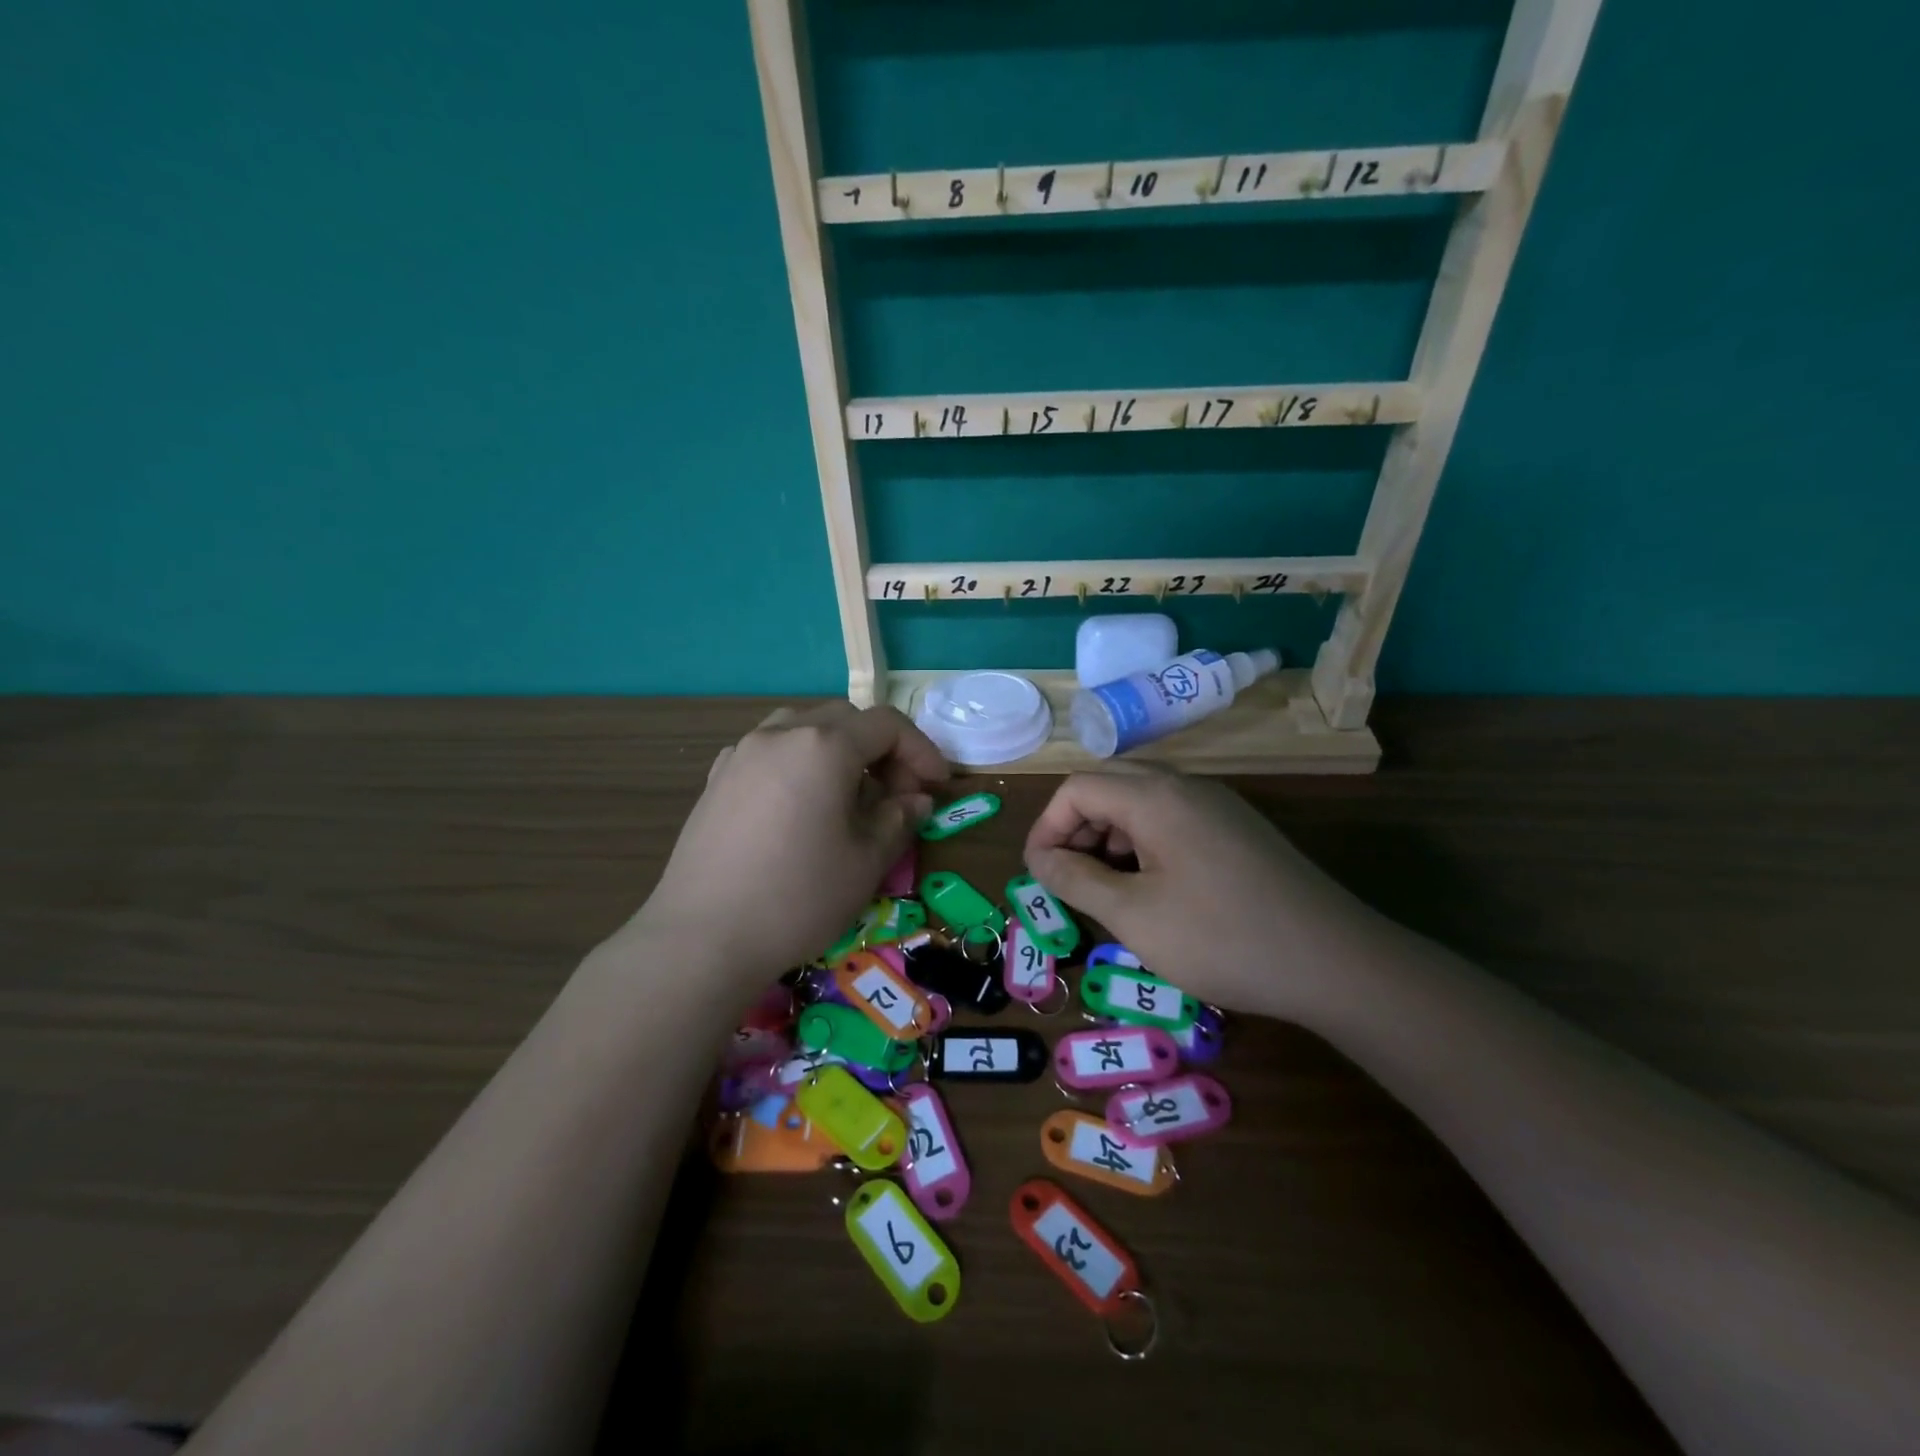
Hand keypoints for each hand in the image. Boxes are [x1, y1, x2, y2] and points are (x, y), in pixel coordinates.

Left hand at [629, 703, 947, 989]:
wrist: (703, 937)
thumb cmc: (798, 897)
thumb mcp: (866, 861)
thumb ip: (899, 818)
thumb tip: (916, 800)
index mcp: (824, 745)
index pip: (887, 725)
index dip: (921, 750)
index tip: (937, 786)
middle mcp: (781, 734)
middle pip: (846, 719)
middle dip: (881, 749)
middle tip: (897, 794)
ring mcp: (742, 753)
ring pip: (803, 728)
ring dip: (838, 750)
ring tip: (848, 795)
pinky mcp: (717, 779)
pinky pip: (770, 751)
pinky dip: (799, 763)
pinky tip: (799, 805)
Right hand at [1023, 766, 1373, 1019]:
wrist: (1335, 962)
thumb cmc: (1222, 938)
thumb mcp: (1134, 916)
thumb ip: (1076, 880)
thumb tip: (1041, 859)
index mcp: (1155, 796)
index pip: (1077, 788)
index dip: (1047, 826)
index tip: (1039, 874)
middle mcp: (1186, 785)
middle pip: (1109, 784)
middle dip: (1077, 827)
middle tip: (1068, 877)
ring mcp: (1218, 805)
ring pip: (1142, 800)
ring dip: (1109, 834)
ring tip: (1105, 888)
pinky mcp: (1238, 828)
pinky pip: (1173, 817)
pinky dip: (1143, 841)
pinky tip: (1151, 887)